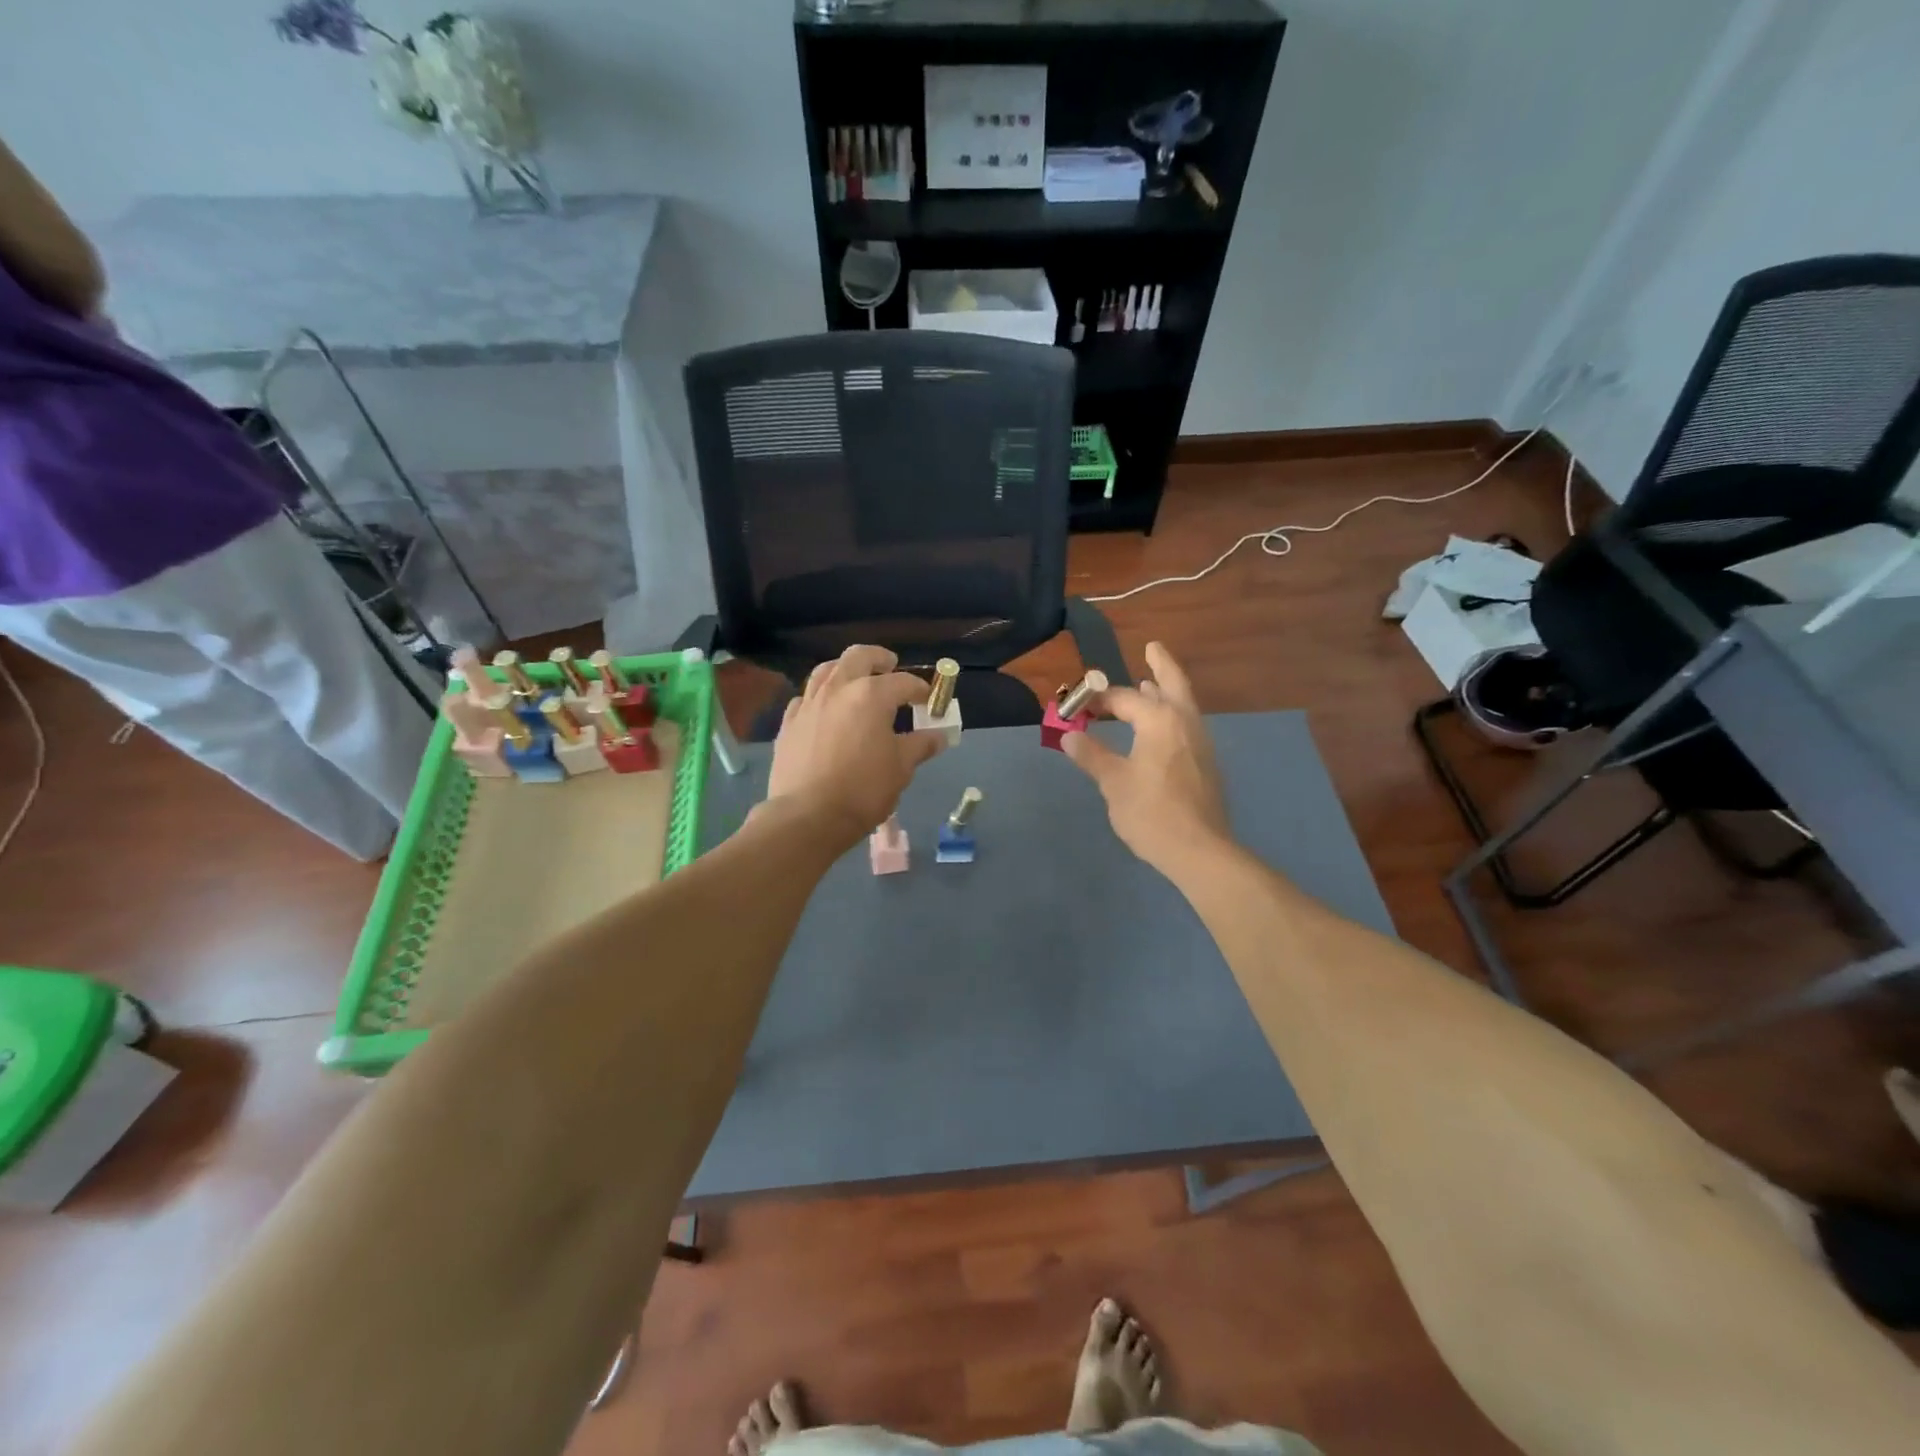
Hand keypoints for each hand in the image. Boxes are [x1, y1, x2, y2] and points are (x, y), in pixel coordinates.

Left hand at [764, 645, 947, 845]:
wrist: (808, 816)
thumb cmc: (863, 790)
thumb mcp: (901, 768)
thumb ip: (920, 745)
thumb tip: (939, 736)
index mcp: (871, 695)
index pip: (903, 682)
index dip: (920, 689)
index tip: (928, 699)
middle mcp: (838, 689)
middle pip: (858, 657)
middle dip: (878, 658)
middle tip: (890, 665)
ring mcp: (809, 703)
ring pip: (826, 670)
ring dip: (845, 670)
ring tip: (855, 681)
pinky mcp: (789, 723)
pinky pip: (805, 698)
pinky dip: (820, 697)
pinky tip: (825, 710)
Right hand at [1062, 642, 1233, 878]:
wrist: (1200, 850)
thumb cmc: (1151, 813)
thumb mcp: (1113, 783)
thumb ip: (1091, 755)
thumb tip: (1069, 736)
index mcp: (1160, 720)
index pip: (1125, 698)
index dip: (1097, 700)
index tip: (1076, 707)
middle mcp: (1185, 722)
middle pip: (1174, 683)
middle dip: (1161, 664)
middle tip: (1152, 647)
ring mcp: (1201, 743)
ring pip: (1183, 705)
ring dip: (1166, 691)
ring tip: (1150, 683)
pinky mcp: (1206, 763)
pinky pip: (1186, 725)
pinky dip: (1172, 714)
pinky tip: (1159, 729)